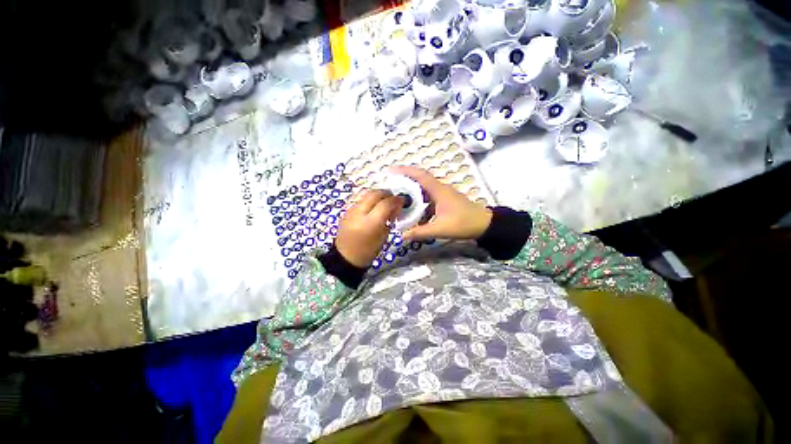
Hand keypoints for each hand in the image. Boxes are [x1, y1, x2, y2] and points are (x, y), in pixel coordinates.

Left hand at [336, 189, 403, 267]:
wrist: (346, 257)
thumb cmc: (368, 251)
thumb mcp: (384, 236)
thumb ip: (390, 219)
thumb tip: (395, 208)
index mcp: (371, 223)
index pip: (386, 203)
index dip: (396, 200)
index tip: (402, 201)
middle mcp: (359, 213)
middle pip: (375, 193)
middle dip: (387, 193)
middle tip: (393, 199)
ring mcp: (350, 210)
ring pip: (366, 193)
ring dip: (377, 194)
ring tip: (383, 201)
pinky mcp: (346, 211)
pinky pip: (359, 199)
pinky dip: (369, 199)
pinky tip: (373, 206)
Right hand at [391, 166, 491, 240]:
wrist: (484, 225)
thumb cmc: (463, 224)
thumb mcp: (440, 229)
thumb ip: (420, 232)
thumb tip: (402, 236)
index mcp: (439, 191)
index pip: (420, 175)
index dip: (405, 171)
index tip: (391, 171)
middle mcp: (440, 189)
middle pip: (420, 180)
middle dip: (405, 181)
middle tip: (391, 186)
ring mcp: (444, 194)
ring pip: (424, 189)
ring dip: (412, 192)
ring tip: (399, 199)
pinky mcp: (446, 201)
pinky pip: (429, 197)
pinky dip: (420, 201)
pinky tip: (414, 211)